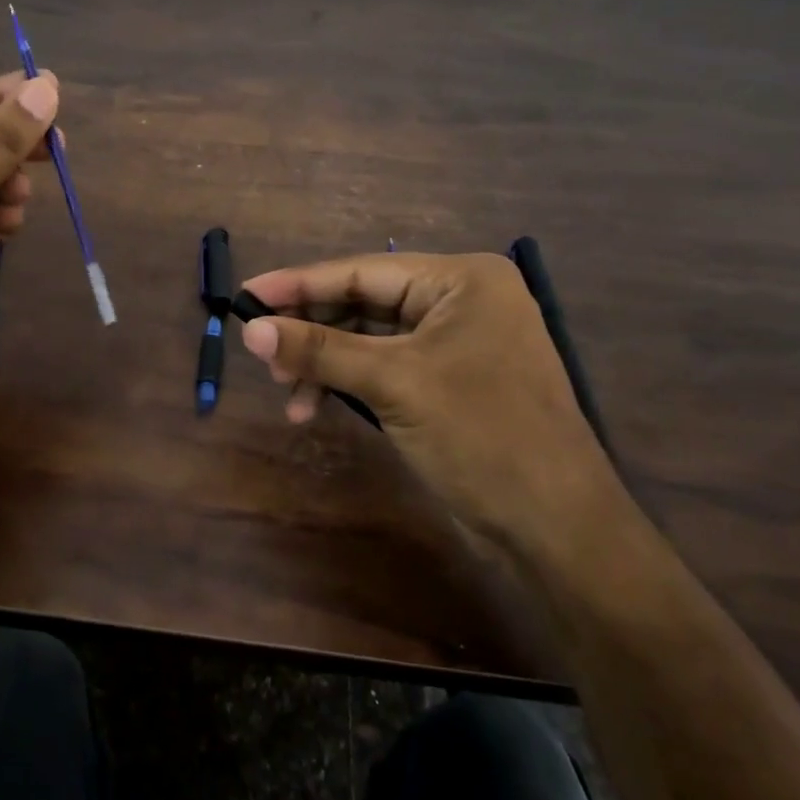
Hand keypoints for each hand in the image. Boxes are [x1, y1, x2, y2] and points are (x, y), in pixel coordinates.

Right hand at [237, 253, 625, 555]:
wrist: (555, 528)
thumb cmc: (480, 436)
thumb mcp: (393, 384)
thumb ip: (319, 351)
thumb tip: (248, 328)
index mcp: (462, 280)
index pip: (363, 271)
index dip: (299, 284)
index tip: (244, 294)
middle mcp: (461, 300)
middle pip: (364, 302)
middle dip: (312, 330)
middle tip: (262, 353)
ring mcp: (456, 342)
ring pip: (369, 338)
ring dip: (325, 363)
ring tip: (287, 394)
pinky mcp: (449, 380)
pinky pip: (384, 366)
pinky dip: (348, 384)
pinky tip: (315, 407)